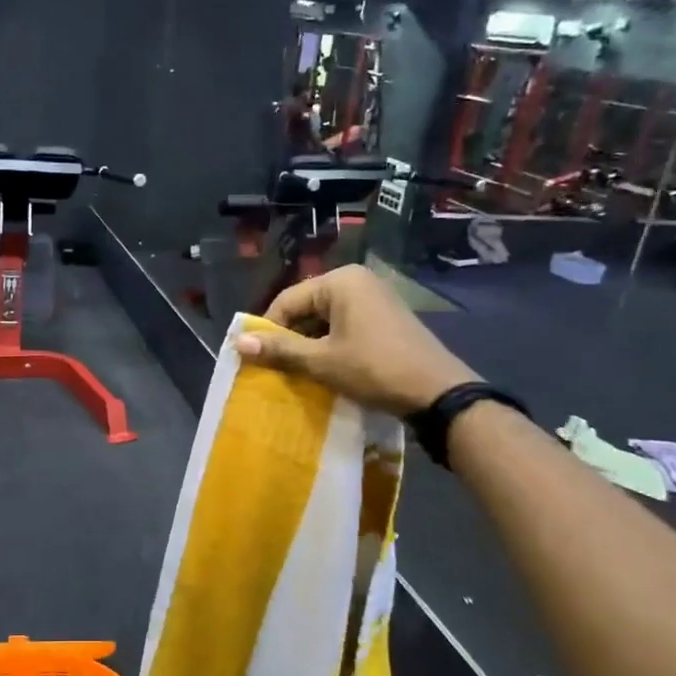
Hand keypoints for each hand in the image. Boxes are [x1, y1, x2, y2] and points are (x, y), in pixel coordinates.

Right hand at [233, 266, 478, 414]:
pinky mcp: (385, 317)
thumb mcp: (322, 361)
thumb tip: (237, 341)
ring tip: (300, 372)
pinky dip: (331, 345)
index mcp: (340, 281)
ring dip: (310, 344)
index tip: (258, 358)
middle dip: (290, 338)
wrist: (439, 394)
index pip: (287, 300)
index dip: (268, 330)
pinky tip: (328, 369)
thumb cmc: (375, 370)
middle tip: (278, 368)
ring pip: (325, 319)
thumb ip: (279, 349)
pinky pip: (345, 325)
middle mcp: (357, 280)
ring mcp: (375, 298)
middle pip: (306, 307)